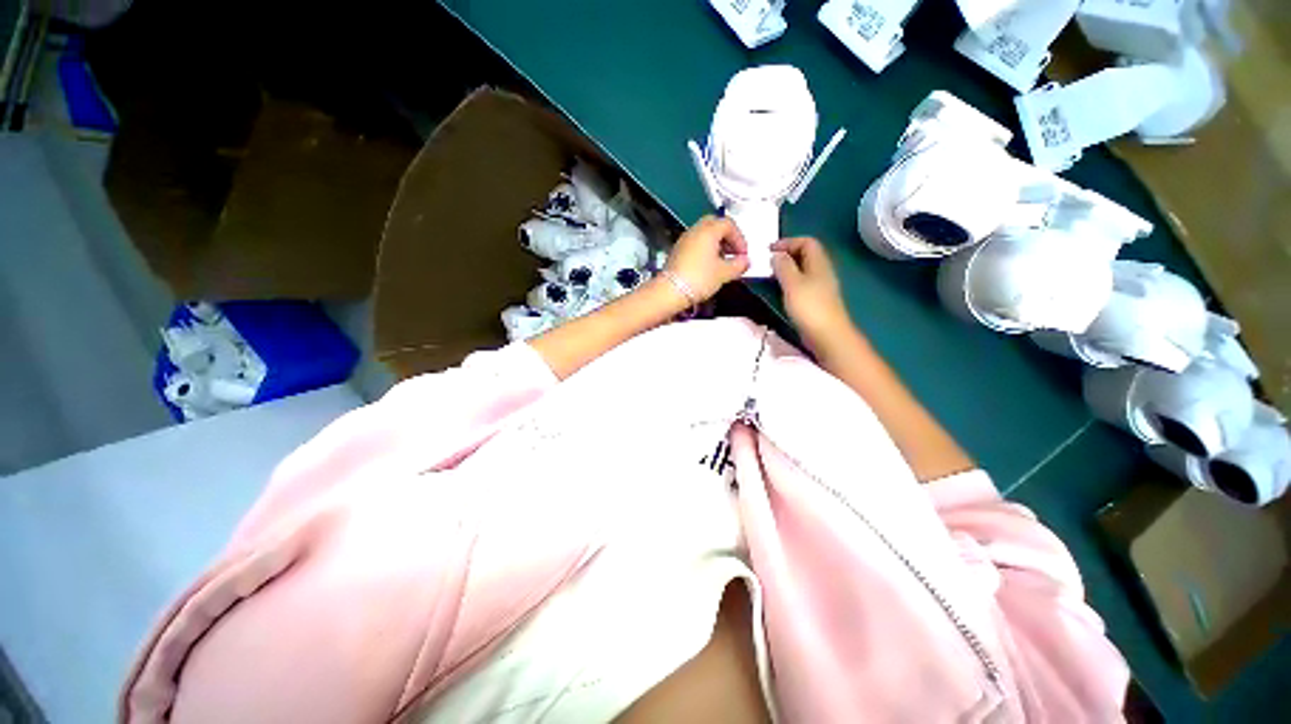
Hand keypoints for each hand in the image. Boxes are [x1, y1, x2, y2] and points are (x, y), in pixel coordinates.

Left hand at [664, 216, 750, 301]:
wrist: (670, 291)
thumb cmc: (700, 278)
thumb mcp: (724, 273)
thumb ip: (738, 265)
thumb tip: (745, 261)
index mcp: (708, 230)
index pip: (728, 224)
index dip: (739, 238)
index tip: (743, 255)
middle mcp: (695, 230)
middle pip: (715, 225)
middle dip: (727, 237)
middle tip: (733, 253)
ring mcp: (684, 240)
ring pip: (704, 234)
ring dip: (716, 244)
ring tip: (722, 262)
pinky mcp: (677, 251)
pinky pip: (695, 244)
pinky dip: (705, 250)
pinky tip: (708, 266)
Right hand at [771, 237, 855, 351]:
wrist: (827, 336)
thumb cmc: (809, 307)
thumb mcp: (792, 283)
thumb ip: (783, 266)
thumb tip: (777, 255)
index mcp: (819, 263)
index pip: (806, 241)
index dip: (788, 242)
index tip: (769, 250)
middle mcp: (821, 271)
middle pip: (805, 255)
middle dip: (786, 255)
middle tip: (767, 264)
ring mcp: (820, 286)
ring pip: (802, 270)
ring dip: (786, 270)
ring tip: (770, 277)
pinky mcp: (816, 300)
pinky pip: (801, 284)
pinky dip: (789, 283)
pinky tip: (779, 292)